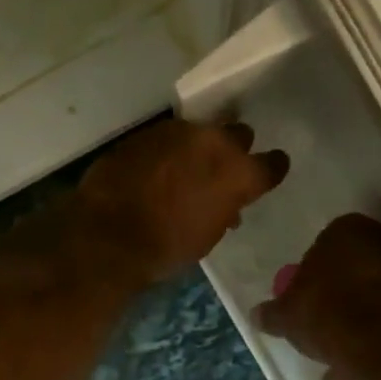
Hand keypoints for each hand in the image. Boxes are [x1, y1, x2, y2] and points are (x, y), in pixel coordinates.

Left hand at [77, 119, 289, 283]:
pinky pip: (168, 138)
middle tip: (220, 169)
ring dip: (197, 148)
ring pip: (200, 132)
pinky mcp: (146, 132)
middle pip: (238, 135)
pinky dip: (167, 151)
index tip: (265, 175)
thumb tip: (228, 206)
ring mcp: (178, 132)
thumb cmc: (166, 248)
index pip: (272, 164)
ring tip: (183, 170)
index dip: (270, 170)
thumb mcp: (207, 237)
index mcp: (239, 173)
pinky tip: (155, 169)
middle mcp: (214, 142)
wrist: (108, 234)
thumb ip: (224, 211)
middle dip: (233, 150)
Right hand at [256, 214, 380, 379]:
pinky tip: (363, 367)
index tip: (308, 301)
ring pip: (379, 294)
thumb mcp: (286, 315)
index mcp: (345, 228)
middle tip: (327, 327)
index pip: (326, 245)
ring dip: (363, 321)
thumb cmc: (326, 311)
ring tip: (343, 360)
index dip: (315, 275)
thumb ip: (272, 313)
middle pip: (357, 268)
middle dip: (343, 297)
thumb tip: (255, 314)